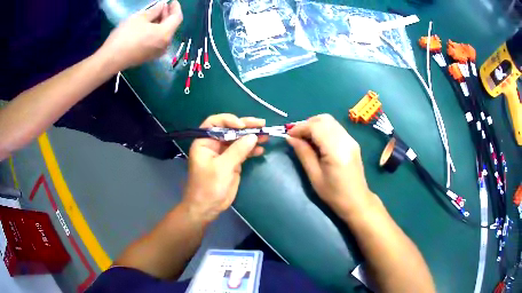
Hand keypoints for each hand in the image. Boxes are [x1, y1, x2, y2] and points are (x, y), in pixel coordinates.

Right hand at [98, 1, 182, 70]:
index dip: (176, 8)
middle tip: (162, 6)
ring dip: (161, 23)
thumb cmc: (125, 35)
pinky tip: (149, 26)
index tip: (173, 1)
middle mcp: (165, 45)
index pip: (177, 18)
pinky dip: (156, 32)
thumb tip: (162, 6)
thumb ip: (154, 10)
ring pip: (164, 34)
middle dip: (168, 15)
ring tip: (155, 14)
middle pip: (171, 26)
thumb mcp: (140, 18)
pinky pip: (157, 41)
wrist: (111, 59)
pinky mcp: (149, 57)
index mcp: (165, 34)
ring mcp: (157, 53)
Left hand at [183, 114, 267, 223]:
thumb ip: (238, 150)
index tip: (242, 125)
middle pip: (230, 129)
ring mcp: (224, 153)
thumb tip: (253, 136)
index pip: (215, 123)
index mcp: (204, 142)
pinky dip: (251, 149)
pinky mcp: (232, 162)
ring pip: (238, 139)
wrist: (207, 208)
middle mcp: (213, 144)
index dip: (228, 120)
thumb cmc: (208, 186)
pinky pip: (242, 151)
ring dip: (251, 137)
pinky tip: (261, 149)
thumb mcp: (223, 167)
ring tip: (265, 135)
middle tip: (261, 124)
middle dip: (245, 126)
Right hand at [287, 114, 377, 216]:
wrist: (357, 201)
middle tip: (296, 136)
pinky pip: (335, 128)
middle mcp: (346, 139)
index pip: (316, 127)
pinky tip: (317, 141)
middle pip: (324, 119)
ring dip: (315, 125)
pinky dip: (323, 129)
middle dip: (307, 124)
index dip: (300, 127)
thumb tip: (290, 138)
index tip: (288, 135)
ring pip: (330, 121)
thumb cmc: (334, 194)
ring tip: (305, 139)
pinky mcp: (352, 142)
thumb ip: (303, 153)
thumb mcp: (314, 176)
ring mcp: (351, 139)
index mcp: (336, 150)